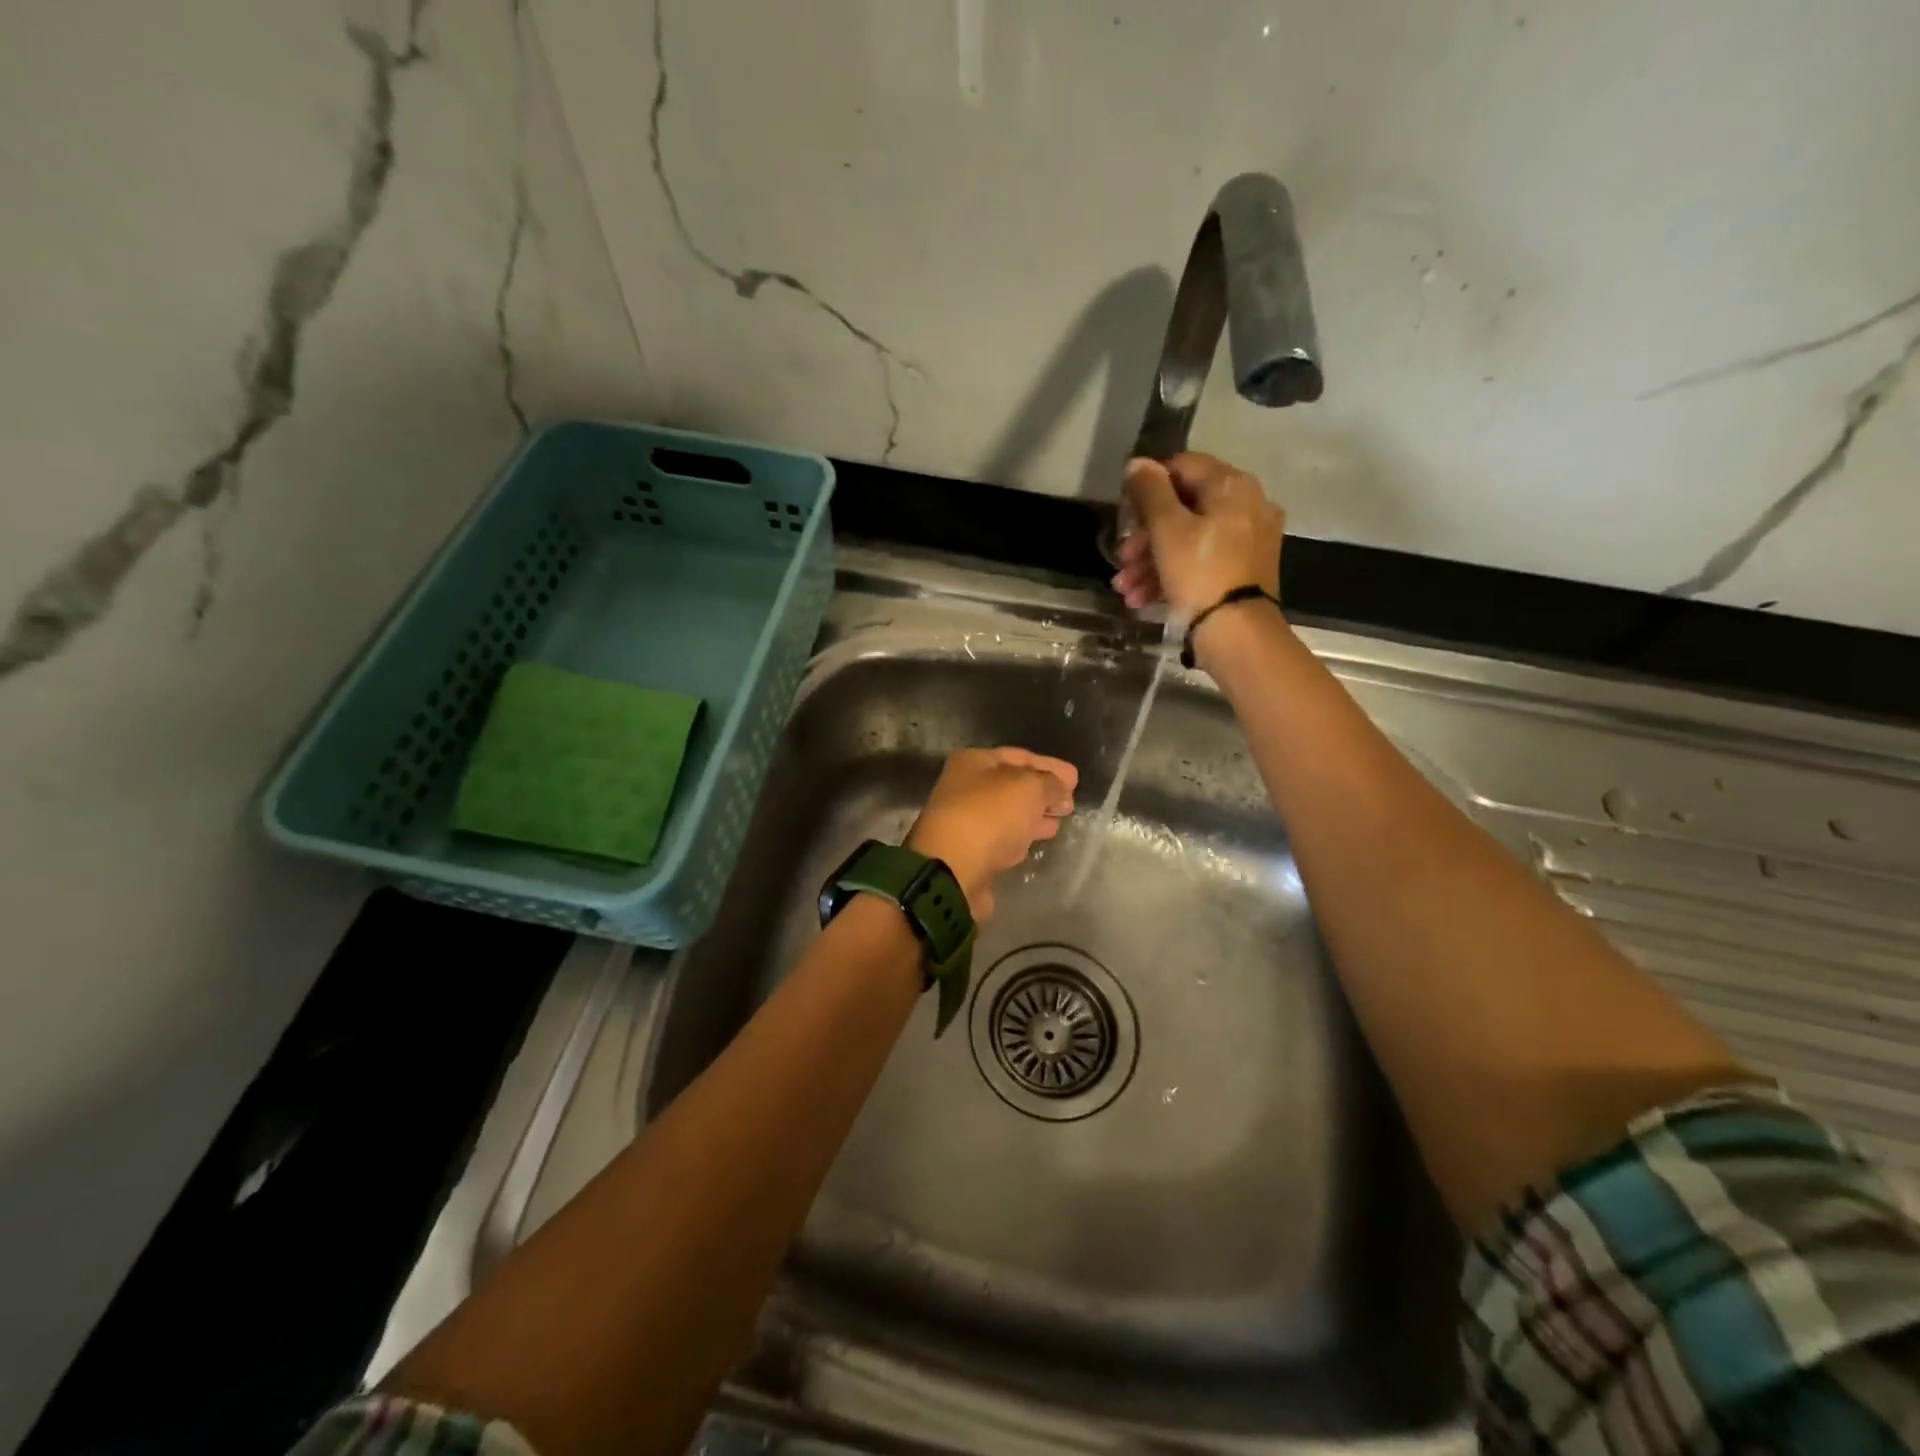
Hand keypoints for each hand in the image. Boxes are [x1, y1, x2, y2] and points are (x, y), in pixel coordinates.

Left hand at [906, 748, 1077, 917]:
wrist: (951, 870)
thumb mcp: (1029, 788)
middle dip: (1043, 792)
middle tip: (1070, 802)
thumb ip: (1050, 784)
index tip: (1076, 778)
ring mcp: (965, 822)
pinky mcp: (970, 853)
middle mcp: (964, 788)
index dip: (1049, 766)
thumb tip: (1060, 791)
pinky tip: (1035, 841)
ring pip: (1007, 814)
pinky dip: (1020, 837)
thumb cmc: (989, 815)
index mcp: (973, 762)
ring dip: (1033, 816)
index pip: (1019, 756)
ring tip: (1059, 821)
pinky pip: (1002, 838)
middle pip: (1011, 786)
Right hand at [1111, 453, 1283, 621]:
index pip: (1183, 467)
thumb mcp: (1166, 529)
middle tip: (1121, 560)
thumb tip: (1137, 463)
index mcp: (1232, 486)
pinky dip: (1173, 575)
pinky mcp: (1245, 571)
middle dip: (1145, 537)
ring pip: (1190, 540)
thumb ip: (1150, 491)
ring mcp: (1249, 540)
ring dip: (1151, 562)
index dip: (1148, 486)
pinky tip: (1144, 599)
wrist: (1237, 633)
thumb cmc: (1199, 573)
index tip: (1125, 513)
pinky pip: (1203, 562)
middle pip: (1184, 508)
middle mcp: (1248, 506)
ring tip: (1126, 589)